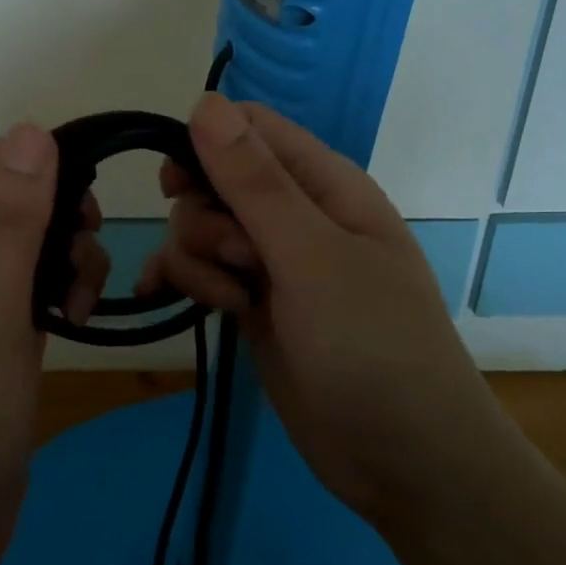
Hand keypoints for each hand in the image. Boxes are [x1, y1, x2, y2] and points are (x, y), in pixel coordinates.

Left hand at [0, 125, 107, 564]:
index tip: (91, 195)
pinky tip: (76, 318)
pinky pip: (37, 283)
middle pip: (17, 198)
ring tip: (80, 301)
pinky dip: (63, 288)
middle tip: (86, 249)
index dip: (42, 161)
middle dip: (62, 214)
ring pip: (35, 241)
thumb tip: (33, 130)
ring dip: (69, 255)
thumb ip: (14, 221)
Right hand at [141, 94, 501, 530]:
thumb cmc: (371, 344)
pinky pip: (202, 271)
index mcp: (324, 183)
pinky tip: (160, 296)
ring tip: (232, 302)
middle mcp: (297, 214)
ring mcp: (274, 262)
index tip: (178, 184)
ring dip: (197, 258)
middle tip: (235, 259)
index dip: (207, 144)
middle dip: (205, 215)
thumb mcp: (310, 255)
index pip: (251, 128)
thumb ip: (254, 181)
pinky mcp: (253, 303)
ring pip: (202, 227)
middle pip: (217, 178)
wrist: (404, 462)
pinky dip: (182, 279)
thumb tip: (205, 102)